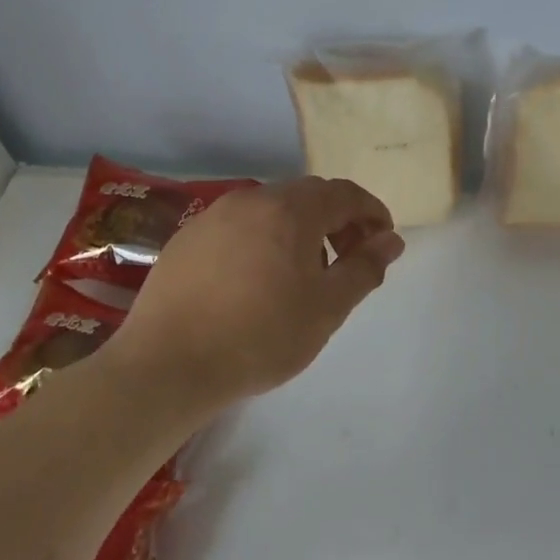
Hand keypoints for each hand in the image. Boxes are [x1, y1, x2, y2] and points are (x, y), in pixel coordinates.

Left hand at [104, 177, 404, 407]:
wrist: (168, 364)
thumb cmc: (261, 336)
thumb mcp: (327, 307)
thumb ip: (365, 268)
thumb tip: (391, 241)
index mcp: (290, 210)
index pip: (345, 194)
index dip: (372, 213)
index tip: (382, 242)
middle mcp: (251, 200)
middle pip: (308, 196)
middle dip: (338, 221)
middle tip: (348, 260)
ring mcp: (213, 216)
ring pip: (271, 210)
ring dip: (300, 230)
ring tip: (304, 274)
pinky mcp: (186, 239)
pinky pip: (239, 227)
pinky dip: (263, 240)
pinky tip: (257, 281)